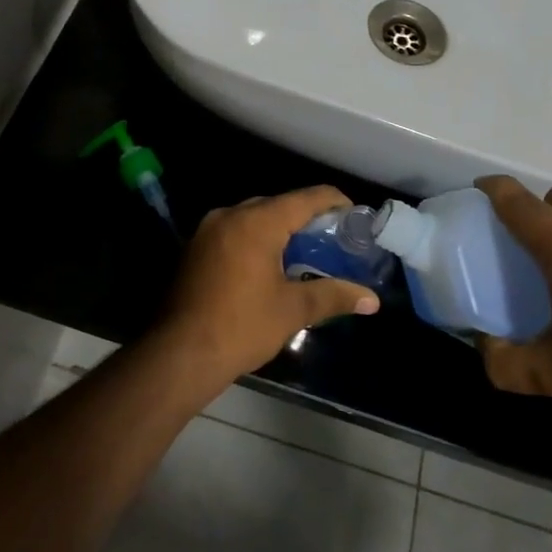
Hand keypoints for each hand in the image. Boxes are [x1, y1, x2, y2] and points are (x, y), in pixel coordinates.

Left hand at [158, 186, 381, 388]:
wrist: (179, 354)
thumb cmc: (241, 327)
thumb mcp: (293, 310)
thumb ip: (333, 296)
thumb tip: (372, 299)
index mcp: (257, 222)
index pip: (305, 198)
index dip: (334, 202)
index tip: (354, 216)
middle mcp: (230, 215)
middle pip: (278, 204)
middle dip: (306, 217)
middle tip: (332, 239)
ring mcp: (208, 230)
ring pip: (253, 217)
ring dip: (279, 228)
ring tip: (304, 251)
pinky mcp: (195, 248)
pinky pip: (234, 231)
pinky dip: (255, 239)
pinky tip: (268, 264)